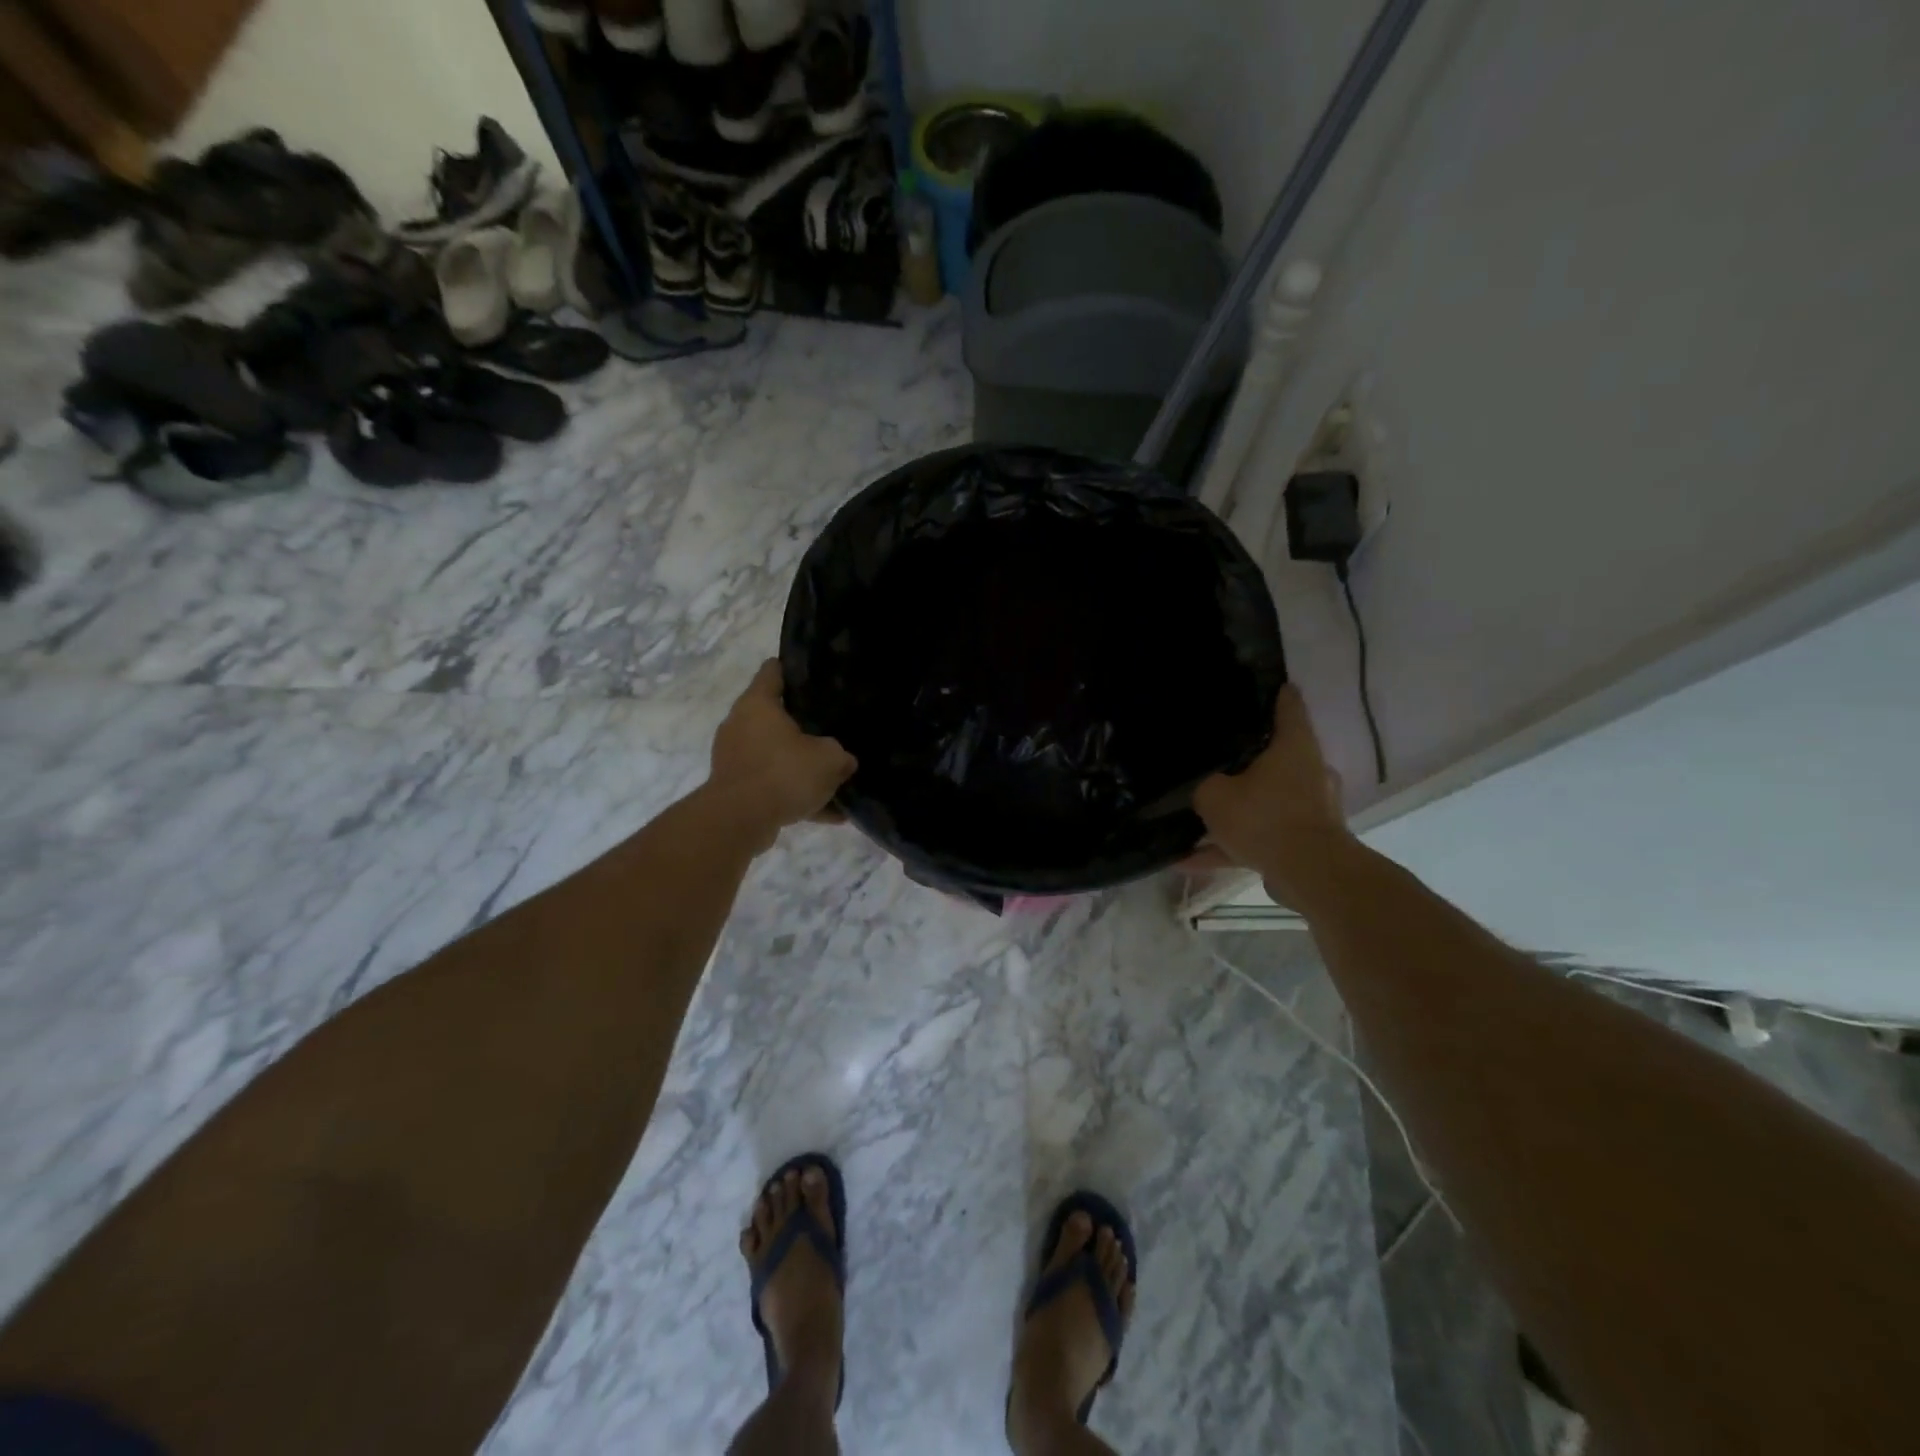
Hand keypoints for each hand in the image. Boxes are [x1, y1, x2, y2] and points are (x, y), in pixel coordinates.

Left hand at [707, 660, 857, 849]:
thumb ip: (840, 755)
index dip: (794, 670)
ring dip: (800, 767)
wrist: (740, 820)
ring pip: (775, 756)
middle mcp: (740, 725)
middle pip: (774, 717)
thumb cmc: (784, 773)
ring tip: (833, 780)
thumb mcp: (828, 760)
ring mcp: (735, 758)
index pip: (773, 671)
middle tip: (831, 729)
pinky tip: (828, 814)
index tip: (816, 676)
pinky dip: (795, 796)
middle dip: (802, 725)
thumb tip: (843, 760)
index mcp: (758, 704)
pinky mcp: (736, 788)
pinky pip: (772, 786)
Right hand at [1191, 686, 1352, 896]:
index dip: (1278, 695)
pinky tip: (1189, 861)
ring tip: (1196, 822)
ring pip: (1266, 803)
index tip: (1271, 685)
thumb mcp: (1214, 796)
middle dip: (1251, 760)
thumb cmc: (1264, 818)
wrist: (1309, 873)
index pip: (1289, 709)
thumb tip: (1206, 787)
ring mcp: (1311, 809)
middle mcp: (1309, 773)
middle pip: (1278, 758)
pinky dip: (1230, 847)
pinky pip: (1260, 839)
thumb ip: (1205, 786)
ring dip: (1235, 813)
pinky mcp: (1304, 843)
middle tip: (1220, 758)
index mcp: (1294, 748)